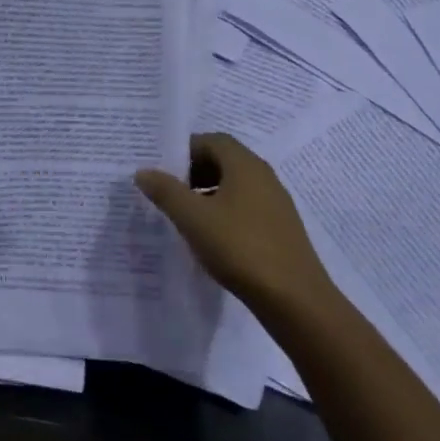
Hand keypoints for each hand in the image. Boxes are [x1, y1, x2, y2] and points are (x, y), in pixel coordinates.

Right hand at [135, 133, 337, 324]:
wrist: (296, 300)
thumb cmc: (240, 248)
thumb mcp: (193, 218)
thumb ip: (166, 191)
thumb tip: (143, 171)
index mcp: (245, 165)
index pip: (211, 140)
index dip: (184, 149)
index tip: (162, 167)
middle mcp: (263, 176)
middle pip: (223, 160)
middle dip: (193, 171)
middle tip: (168, 190)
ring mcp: (275, 203)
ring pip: (234, 185)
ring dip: (208, 192)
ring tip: (185, 215)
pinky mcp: (280, 229)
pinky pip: (246, 207)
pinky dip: (224, 211)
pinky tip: (211, 237)